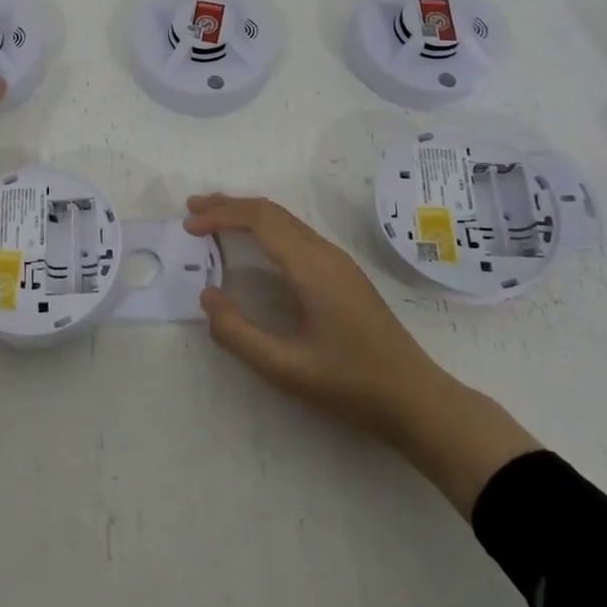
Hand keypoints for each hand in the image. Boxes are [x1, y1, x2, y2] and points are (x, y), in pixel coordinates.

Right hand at [187, 194, 539, 517]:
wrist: (417, 400)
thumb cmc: (351, 385)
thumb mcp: (285, 369)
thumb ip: (238, 334)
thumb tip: (208, 297)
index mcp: (311, 267)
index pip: (259, 221)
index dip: (220, 216)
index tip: (189, 226)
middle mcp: (325, 253)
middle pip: (271, 211)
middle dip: (229, 205)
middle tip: (192, 209)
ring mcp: (338, 261)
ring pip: (285, 220)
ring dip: (247, 214)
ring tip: (214, 219)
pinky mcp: (343, 274)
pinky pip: (296, 233)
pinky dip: (265, 227)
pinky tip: (253, 243)